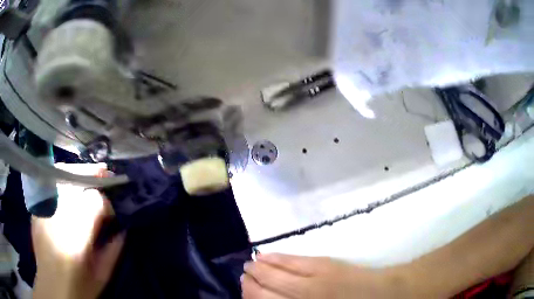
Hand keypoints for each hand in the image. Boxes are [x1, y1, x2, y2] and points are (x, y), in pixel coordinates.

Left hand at [31, 165, 124, 298]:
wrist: (53, 288)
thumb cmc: (80, 286)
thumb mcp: (103, 273)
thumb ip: (114, 248)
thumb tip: (123, 226)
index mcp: (76, 235)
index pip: (95, 200)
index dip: (107, 202)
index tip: (112, 210)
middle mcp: (57, 214)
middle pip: (77, 178)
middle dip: (93, 175)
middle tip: (105, 174)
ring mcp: (43, 207)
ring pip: (62, 173)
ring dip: (78, 173)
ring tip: (89, 175)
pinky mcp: (36, 207)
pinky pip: (50, 182)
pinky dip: (61, 178)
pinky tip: (69, 184)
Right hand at [242, 254, 409, 298]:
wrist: (382, 294)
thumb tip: (274, 297)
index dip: (249, 296)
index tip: (243, 290)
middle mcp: (300, 298)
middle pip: (263, 292)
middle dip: (249, 284)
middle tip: (244, 278)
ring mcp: (311, 281)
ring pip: (273, 274)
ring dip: (258, 270)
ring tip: (250, 265)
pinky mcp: (323, 265)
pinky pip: (292, 261)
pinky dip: (275, 258)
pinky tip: (265, 255)